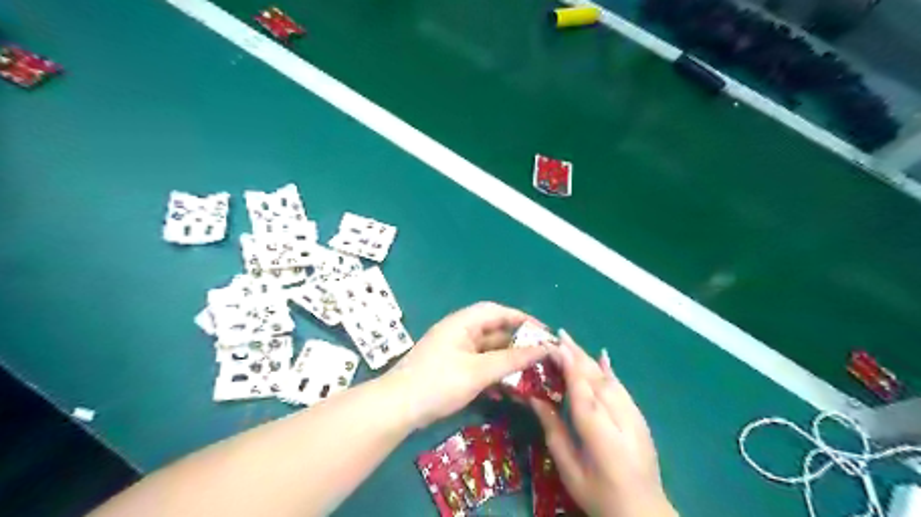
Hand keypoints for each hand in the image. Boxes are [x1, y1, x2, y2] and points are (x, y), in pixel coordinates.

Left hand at [385, 302, 548, 427]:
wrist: (397, 408)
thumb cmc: (438, 382)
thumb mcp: (478, 371)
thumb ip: (511, 360)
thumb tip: (544, 349)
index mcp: (463, 323)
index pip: (497, 311)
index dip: (522, 319)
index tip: (544, 332)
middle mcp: (459, 332)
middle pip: (494, 330)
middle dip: (518, 341)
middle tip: (541, 354)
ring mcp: (455, 350)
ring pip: (488, 349)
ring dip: (507, 358)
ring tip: (531, 371)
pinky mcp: (452, 368)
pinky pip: (479, 363)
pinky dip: (494, 371)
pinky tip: (508, 386)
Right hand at [533, 331, 673, 516]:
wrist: (644, 512)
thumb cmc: (598, 493)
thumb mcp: (568, 466)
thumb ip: (552, 429)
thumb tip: (534, 399)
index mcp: (597, 428)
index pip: (581, 386)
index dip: (568, 363)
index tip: (553, 344)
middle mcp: (617, 414)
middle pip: (594, 376)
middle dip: (576, 353)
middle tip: (557, 334)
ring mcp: (632, 414)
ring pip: (607, 378)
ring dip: (588, 358)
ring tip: (571, 342)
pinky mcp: (638, 417)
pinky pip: (621, 387)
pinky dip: (609, 370)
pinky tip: (603, 357)